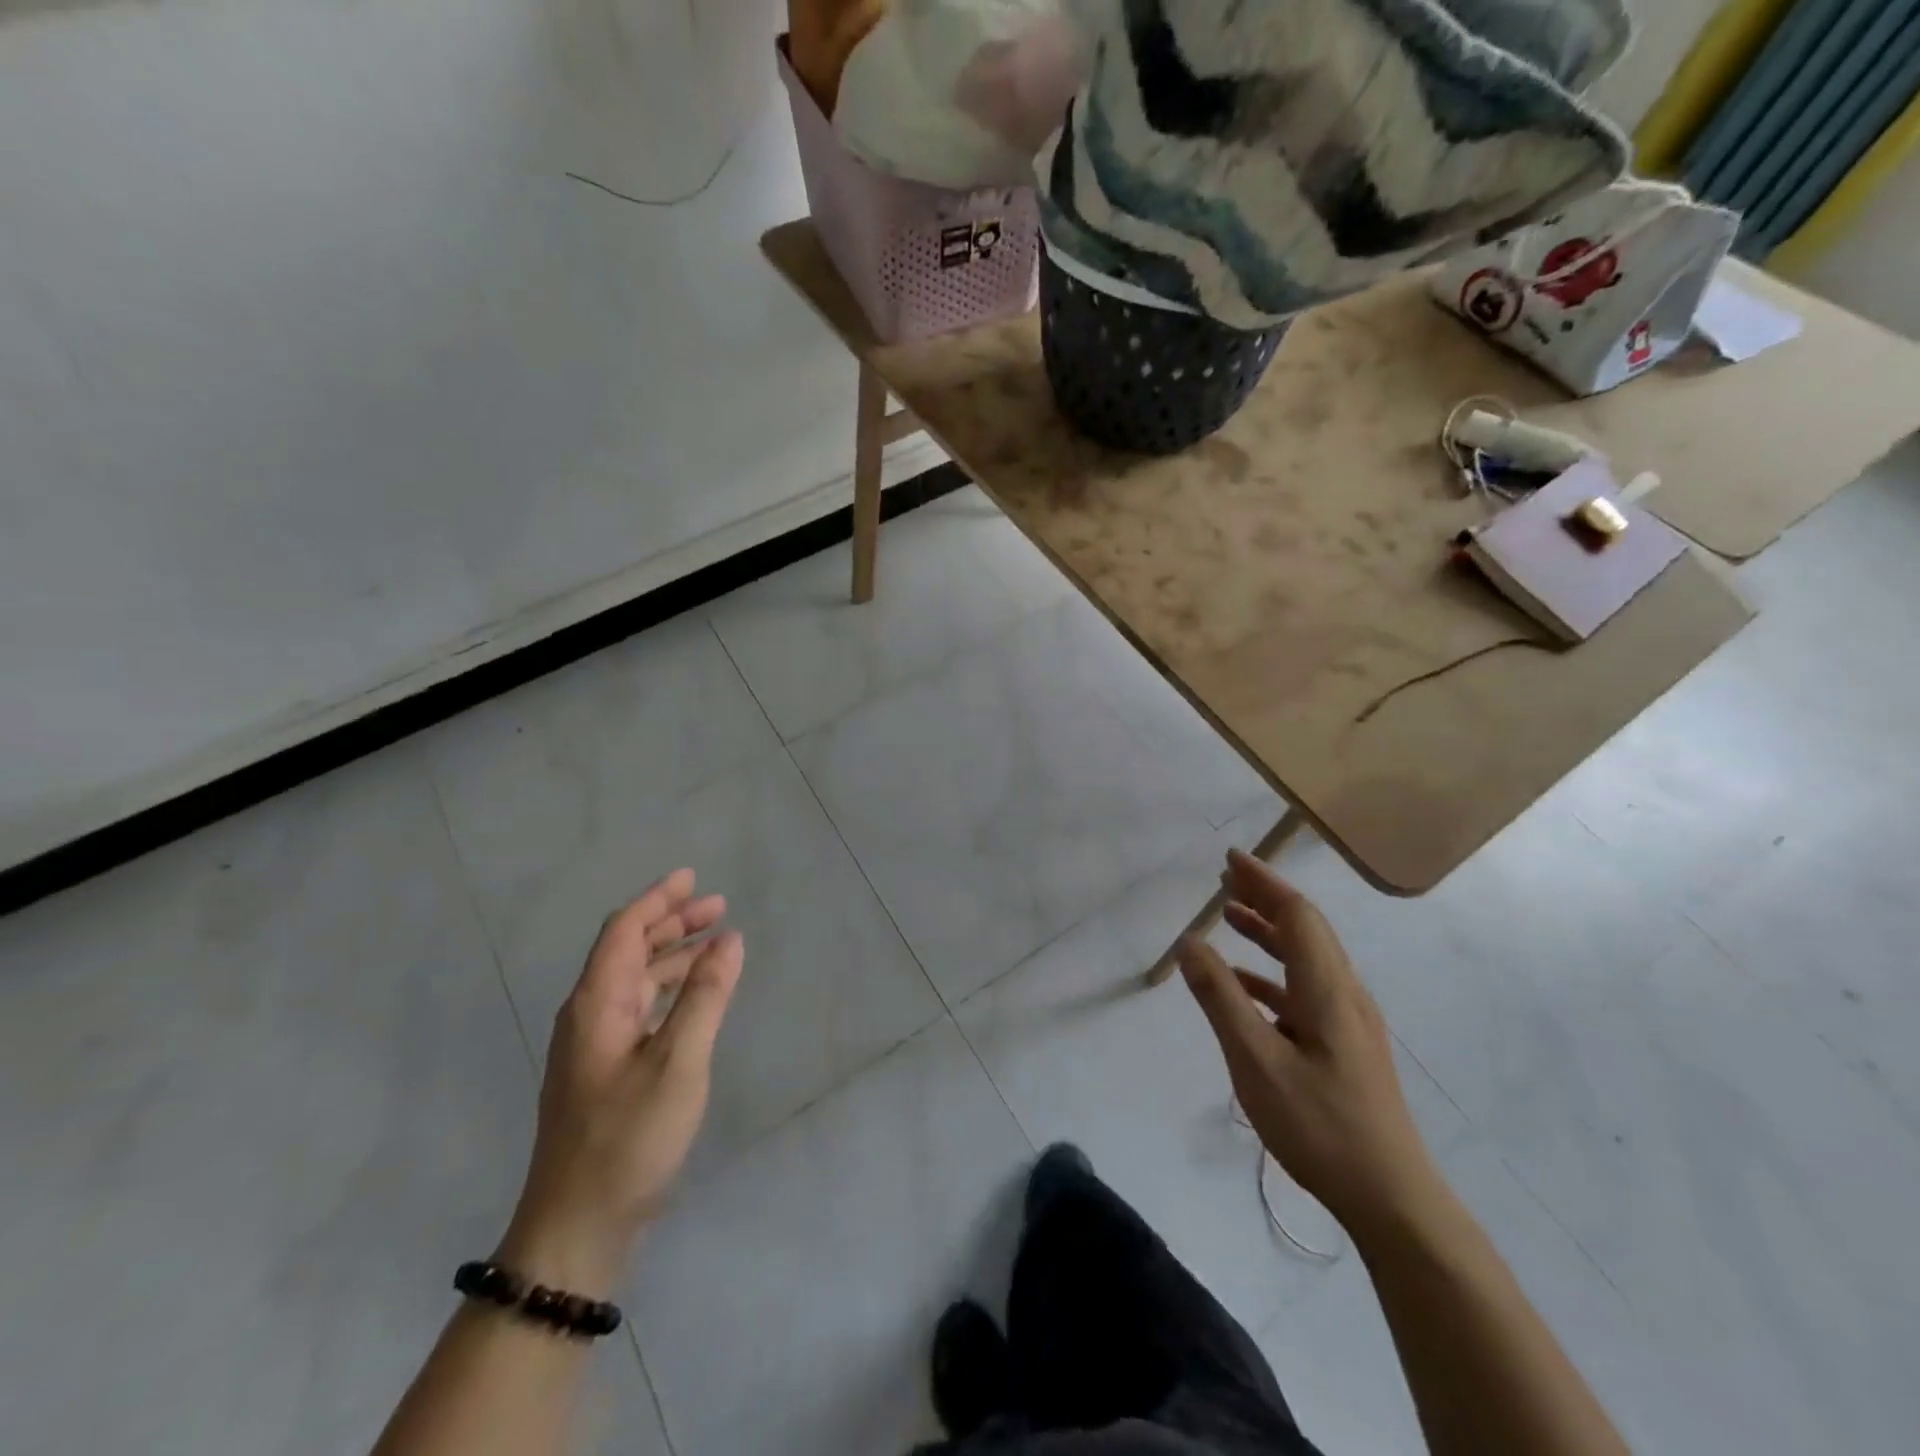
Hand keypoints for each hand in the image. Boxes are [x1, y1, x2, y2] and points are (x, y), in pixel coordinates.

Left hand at [498, 869, 743, 1295]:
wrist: (577, 1228)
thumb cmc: (628, 1139)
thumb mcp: (678, 1062)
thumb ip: (704, 996)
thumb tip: (730, 940)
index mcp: (597, 1004)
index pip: (624, 931)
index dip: (658, 899)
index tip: (693, 878)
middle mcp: (589, 1016)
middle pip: (628, 950)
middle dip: (671, 922)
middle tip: (718, 906)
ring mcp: (593, 1046)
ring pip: (634, 979)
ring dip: (673, 955)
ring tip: (715, 943)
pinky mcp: (604, 1071)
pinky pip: (638, 1007)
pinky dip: (668, 988)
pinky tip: (693, 996)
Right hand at [1178, 850, 1442, 1241]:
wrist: (1391, 1197)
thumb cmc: (1319, 1125)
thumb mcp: (1255, 1060)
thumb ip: (1220, 997)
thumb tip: (1190, 941)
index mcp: (1327, 989)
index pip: (1296, 915)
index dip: (1263, 882)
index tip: (1230, 859)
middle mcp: (1344, 993)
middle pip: (1306, 929)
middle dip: (1266, 898)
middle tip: (1226, 879)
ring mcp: (1349, 1021)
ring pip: (1307, 958)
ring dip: (1269, 933)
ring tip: (1230, 918)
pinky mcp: (1347, 1045)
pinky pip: (1305, 989)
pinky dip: (1272, 973)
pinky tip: (1244, 986)